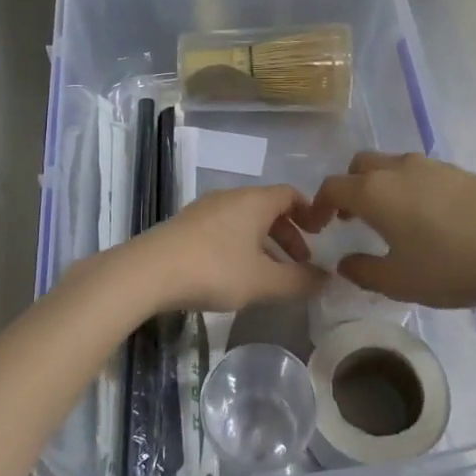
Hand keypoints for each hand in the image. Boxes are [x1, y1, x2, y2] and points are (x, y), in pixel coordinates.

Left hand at [117, 185, 324, 314]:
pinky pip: (225, 229)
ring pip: (246, 221)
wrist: (149, 271)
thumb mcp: (263, 281)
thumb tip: (327, 279)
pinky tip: (237, 275)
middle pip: (268, 208)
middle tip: (300, 263)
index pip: (290, 194)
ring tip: (270, 275)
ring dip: (264, 243)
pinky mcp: (187, 226)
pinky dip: (241, 246)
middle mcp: (231, 197)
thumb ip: (298, 281)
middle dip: (289, 234)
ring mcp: (205, 210)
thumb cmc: (214, 269)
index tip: (321, 236)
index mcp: (254, 201)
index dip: (310, 212)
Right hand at [299, 152, 475, 311]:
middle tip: (352, 218)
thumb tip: (345, 263)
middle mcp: (399, 169)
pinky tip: (431, 219)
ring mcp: (433, 166)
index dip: (318, 206)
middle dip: (350, 187)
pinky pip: (424, 173)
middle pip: (361, 166)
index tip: (319, 227)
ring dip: (383, 186)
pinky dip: (413, 188)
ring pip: (394, 165)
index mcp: (375, 192)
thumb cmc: (451, 267)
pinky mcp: (462, 172)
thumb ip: (363, 271)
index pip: (332, 187)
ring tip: (393, 220)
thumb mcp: (399, 281)